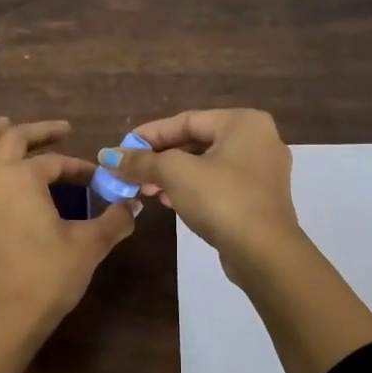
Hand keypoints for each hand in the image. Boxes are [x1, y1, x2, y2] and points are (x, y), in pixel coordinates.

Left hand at [0, 117, 139, 372]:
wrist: (7, 318)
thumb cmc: (49, 276)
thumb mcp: (90, 245)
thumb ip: (115, 220)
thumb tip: (133, 206)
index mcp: (22, 177)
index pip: (55, 162)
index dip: (78, 167)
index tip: (97, 180)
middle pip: (10, 141)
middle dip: (37, 131)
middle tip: (59, 131)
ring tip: (0, 125)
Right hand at [100, 109, 299, 273]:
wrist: (264, 252)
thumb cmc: (220, 199)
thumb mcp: (175, 174)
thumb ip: (141, 161)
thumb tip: (108, 156)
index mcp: (243, 122)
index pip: (187, 120)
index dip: (150, 134)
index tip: (122, 148)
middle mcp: (259, 140)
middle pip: (197, 141)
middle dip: (160, 158)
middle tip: (131, 172)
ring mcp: (263, 171)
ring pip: (207, 165)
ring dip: (173, 175)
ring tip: (145, 190)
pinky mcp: (260, 198)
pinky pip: (219, 184)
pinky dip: (193, 188)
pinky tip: (169, 202)